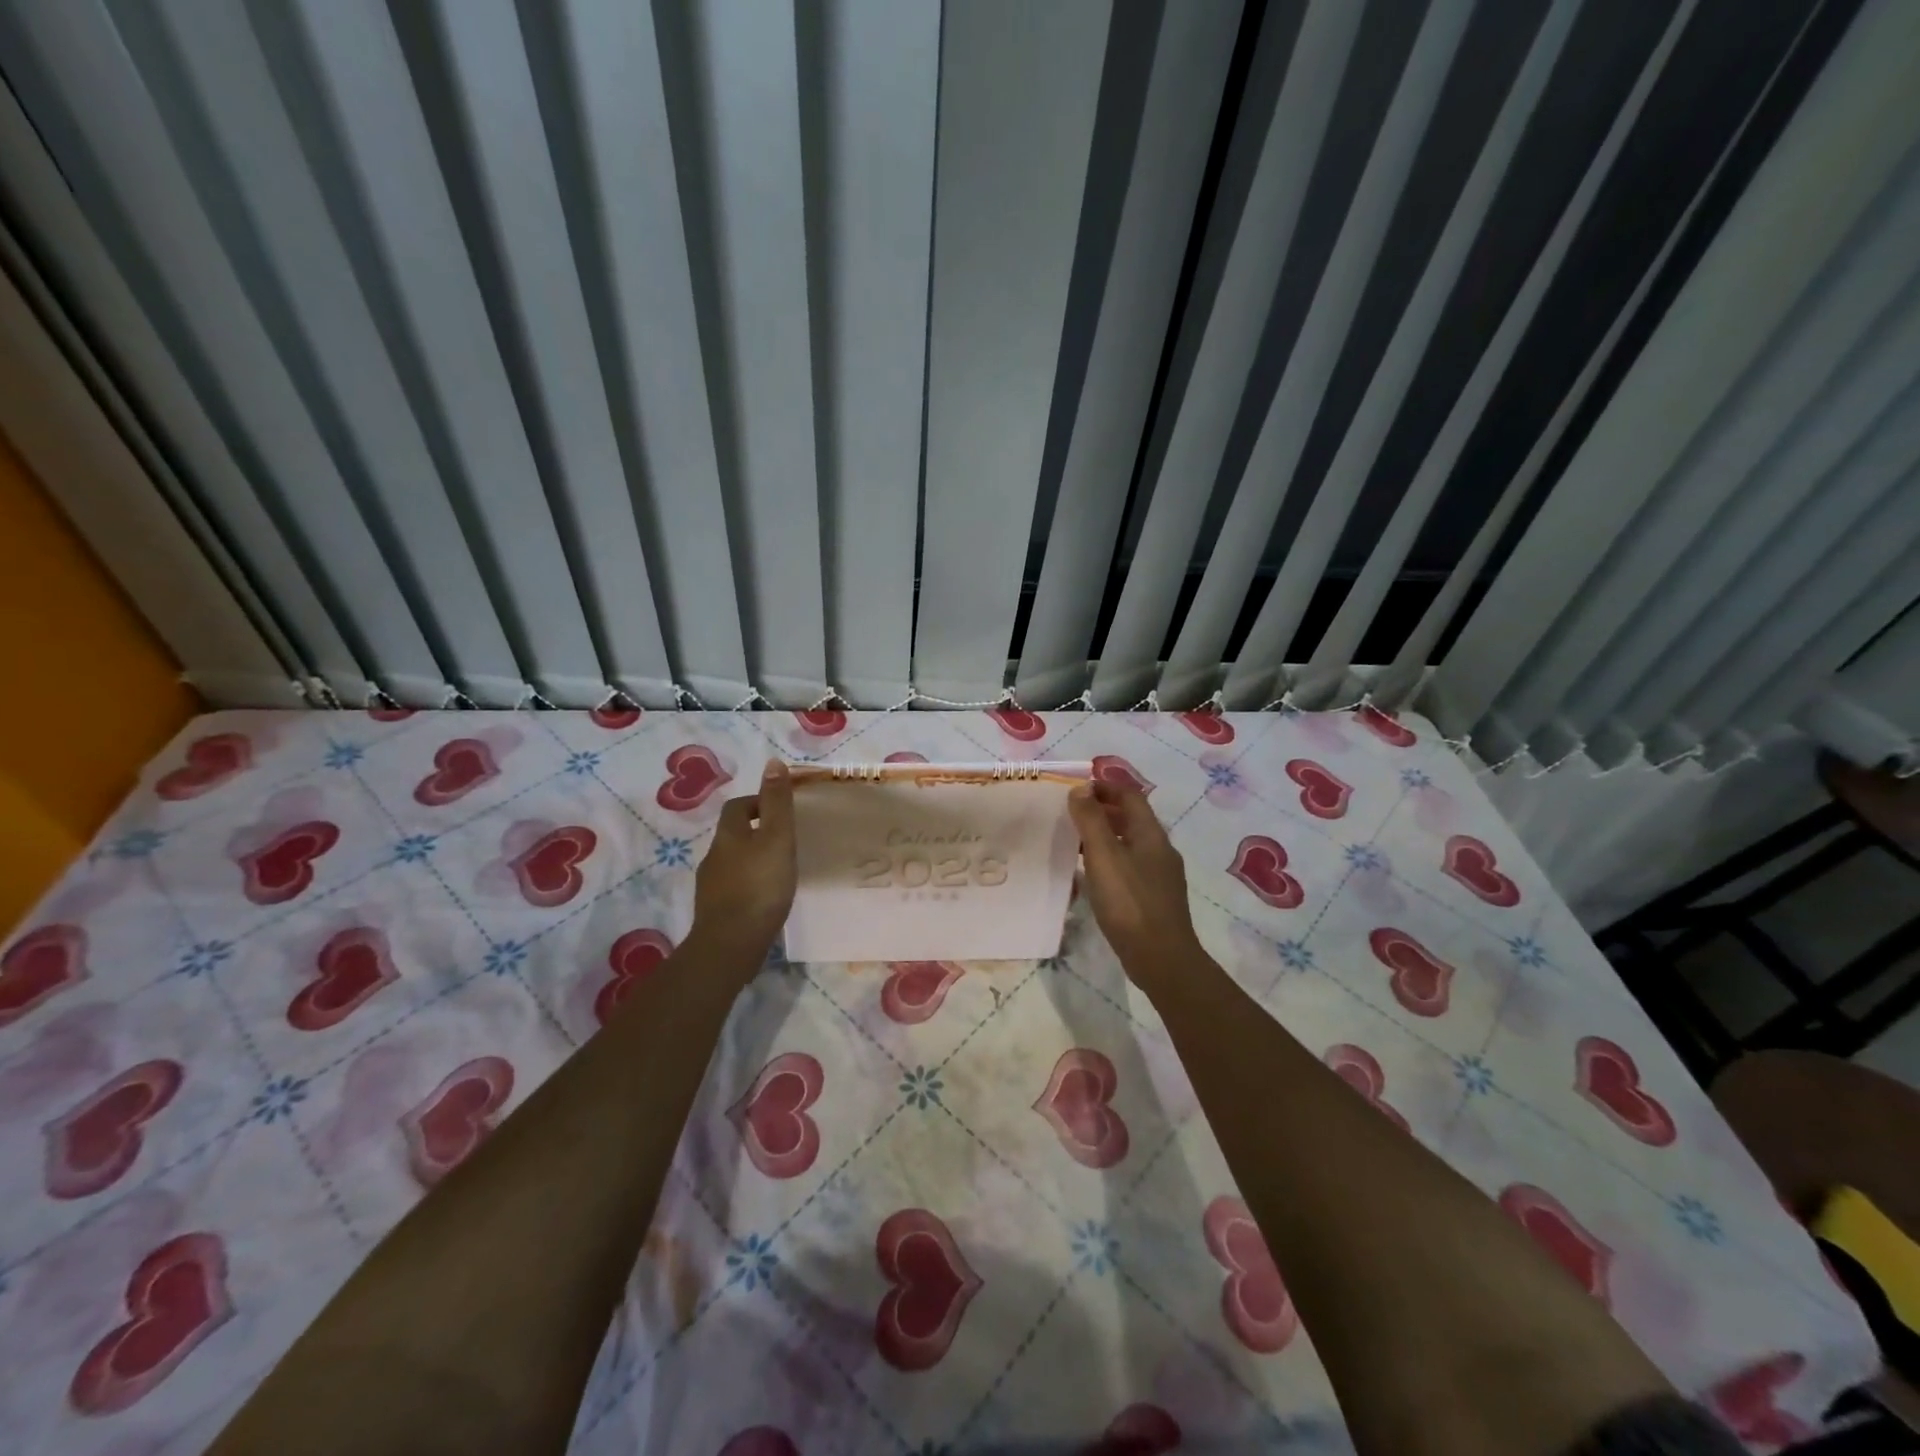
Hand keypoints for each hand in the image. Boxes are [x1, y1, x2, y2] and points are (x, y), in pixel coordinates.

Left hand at [691, 759, 796, 965]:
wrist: (731, 944)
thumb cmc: (759, 886)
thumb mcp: (777, 838)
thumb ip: (778, 802)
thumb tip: (773, 762)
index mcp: (729, 835)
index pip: (739, 806)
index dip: (760, 802)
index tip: (783, 811)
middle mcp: (714, 856)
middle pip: (734, 834)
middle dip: (757, 831)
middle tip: (786, 840)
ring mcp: (712, 886)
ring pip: (733, 861)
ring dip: (753, 859)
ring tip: (779, 869)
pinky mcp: (715, 911)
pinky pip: (734, 887)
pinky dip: (749, 884)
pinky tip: (765, 897)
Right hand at [1068, 781, 1203, 989]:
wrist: (1161, 958)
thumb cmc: (1130, 902)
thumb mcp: (1104, 856)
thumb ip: (1091, 820)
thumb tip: (1081, 788)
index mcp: (1151, 834)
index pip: (1130, 795)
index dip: (1104, 786)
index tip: (1076, 788)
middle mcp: (1160, 849)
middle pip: (1131, 818)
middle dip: (1102, 810)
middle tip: (1070, 814)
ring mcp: (1160, 875)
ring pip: (1130, 843)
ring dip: (1105, 836)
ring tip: (1075, 842)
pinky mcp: (1154, 898)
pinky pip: (1130, 866)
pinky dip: (1110, 860)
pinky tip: (1092, 876)